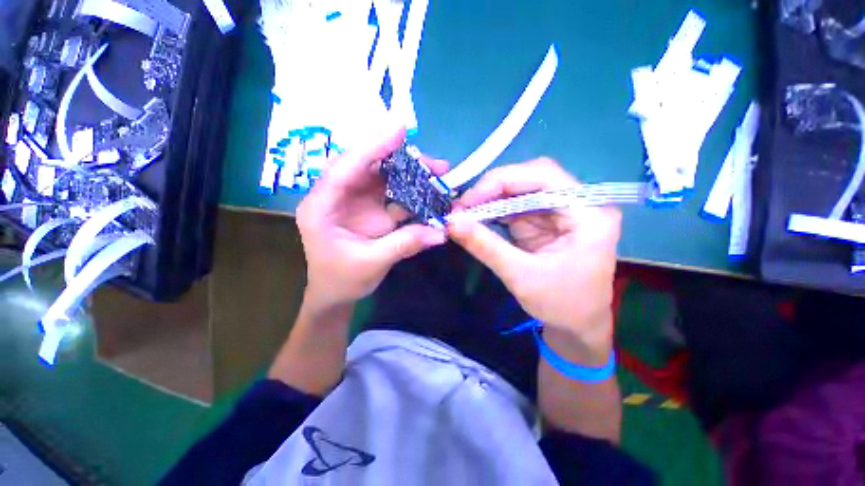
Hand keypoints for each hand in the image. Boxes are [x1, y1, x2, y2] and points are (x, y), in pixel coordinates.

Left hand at [296, 127, 447, 308]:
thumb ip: (405, 244)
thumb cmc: (342, 280)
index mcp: (322, 206)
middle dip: (399, 160)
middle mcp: (337, 196)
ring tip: (438, 174)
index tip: (399, 128)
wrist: (336, 294)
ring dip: (410, 174)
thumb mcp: (372, 264)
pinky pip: (392, 193)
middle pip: (367, 166)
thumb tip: (441, 232)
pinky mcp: (371, 209)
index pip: (345, 168)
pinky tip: (429, 192)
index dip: (372, 146)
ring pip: (382, 177)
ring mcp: (355, 201)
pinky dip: (412, 191)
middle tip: (433, 163)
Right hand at [448, 158, 620, 356]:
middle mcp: (578, 204)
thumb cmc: (560, 305)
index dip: (503, 181)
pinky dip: (493, 211)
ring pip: (520, 191)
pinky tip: (477, 218)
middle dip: (493, 189)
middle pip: (531, 178)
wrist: (576, 327)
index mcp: (589, 213)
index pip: (544, 176)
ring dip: (490, 200)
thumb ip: (485, 246)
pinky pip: (515, 207)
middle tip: (463, 206)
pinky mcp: (544, 221)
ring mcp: (559, 211)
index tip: (469, 200)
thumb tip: (450, 222)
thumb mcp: (520, 276)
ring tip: (464, 213)